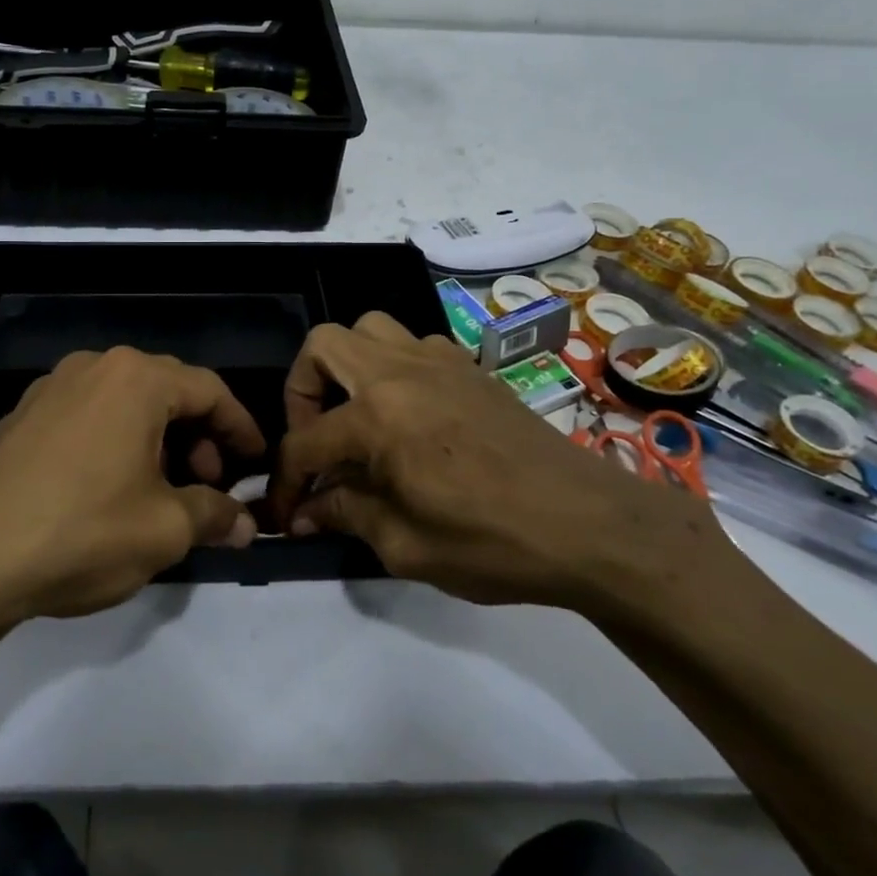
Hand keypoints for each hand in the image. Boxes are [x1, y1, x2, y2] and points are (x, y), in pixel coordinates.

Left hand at [0, 348, 265, 638]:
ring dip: (158, 441)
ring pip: (125, 404)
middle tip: (209, 484)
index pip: (210, 390)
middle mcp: (94, 367)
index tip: (256, 462)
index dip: (241, 427)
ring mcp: (50, 389)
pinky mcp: (21, 417)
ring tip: (164, 491)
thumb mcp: (163, 530)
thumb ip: (214, 516)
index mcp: (135, 379)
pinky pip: (89, 417)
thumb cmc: (80, 533)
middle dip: (199, 436)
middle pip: (167, 391)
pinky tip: (114, 489)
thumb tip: (246, 524)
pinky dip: (117, 443)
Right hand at [269, 312, 731, 614]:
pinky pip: (413, 344)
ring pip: (370, 330)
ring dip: (349, 368)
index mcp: (378, 416)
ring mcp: (440, 361)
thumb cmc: (493, 542)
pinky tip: (408, 416)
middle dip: (301, 391)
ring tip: (357, 418)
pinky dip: (393, 369)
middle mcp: (401, 372)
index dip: (285, 481)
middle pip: (323, 345)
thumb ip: (345, 515)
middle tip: (317, 439)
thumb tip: (306, 512)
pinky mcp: (471, 369)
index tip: (284, 514)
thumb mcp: (405, 546)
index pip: (305, 441)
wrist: (592, 526)